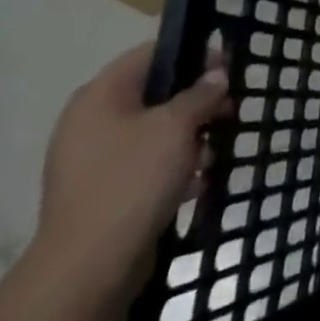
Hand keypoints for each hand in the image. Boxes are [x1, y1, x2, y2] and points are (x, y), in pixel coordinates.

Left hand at [31, 45, 228, 298]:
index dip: (192, 54)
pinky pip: (145, 164)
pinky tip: (198, 180)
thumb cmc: (133, 179)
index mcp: (100, 96)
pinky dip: (173, 166)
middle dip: (196, 101)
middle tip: (230, 112)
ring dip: (189, 136)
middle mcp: (90, 121)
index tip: (228, 69)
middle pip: (154, 93)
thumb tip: (216, 75)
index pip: (150, 54)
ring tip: (216, 152)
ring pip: (153, 131)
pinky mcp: (102, 191)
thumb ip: (201, 94)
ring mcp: (93, 159)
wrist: (89, 266)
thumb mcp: (177, 127)